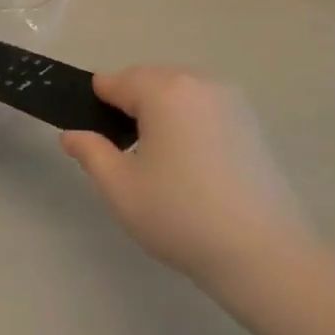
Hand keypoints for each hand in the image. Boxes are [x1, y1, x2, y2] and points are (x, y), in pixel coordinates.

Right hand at [62, 67, 308, 285]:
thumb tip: (71, 134)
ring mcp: (229, 98)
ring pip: (178, 91)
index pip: (115, 81)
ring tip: (159, 161)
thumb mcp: (121, 189)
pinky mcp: (249, 119)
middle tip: (125, 154)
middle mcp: (197, 81)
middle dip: (130, 106)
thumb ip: (91, 152)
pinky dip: (189, 121)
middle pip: (148, 80)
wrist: (263, 253)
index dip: (97, 104)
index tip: (94, 136)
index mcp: (163, 89)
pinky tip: (192, 164)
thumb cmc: (181, 217)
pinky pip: (203, 105)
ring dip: (161, 112)